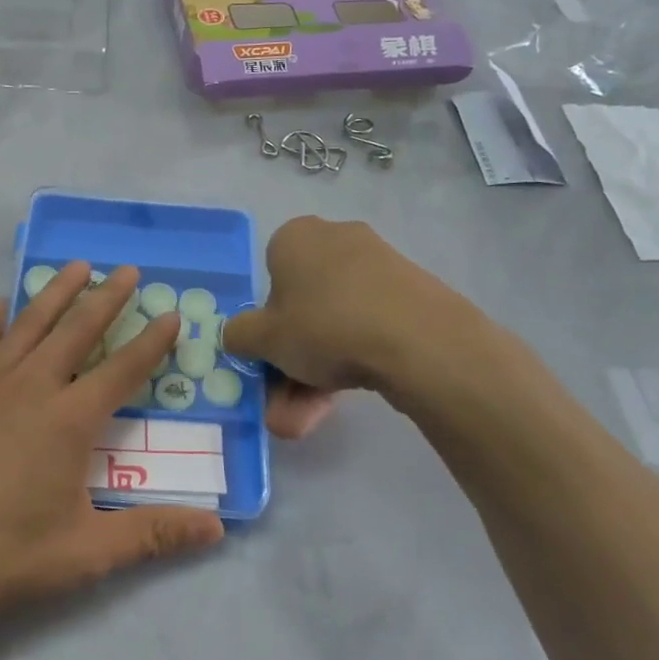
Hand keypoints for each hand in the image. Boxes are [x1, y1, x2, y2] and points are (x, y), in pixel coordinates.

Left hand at [0, 263, 225, 627]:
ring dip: (56, 292)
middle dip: (106, 297)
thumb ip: (153, 534)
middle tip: (127, 269)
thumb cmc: (5, 553)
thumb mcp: (86, 551)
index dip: (151, 342)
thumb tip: (218, 530)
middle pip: (77, 330)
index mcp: (69, 421)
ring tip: (76, 266)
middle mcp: (33, 388)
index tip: (170, 313)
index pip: (123, 370)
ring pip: (30, 323)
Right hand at [223, 217, 491, 431]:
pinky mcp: (409, 295)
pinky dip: (350, 363)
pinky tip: (340, 403)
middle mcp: (336, 241)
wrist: (419, 340)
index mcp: (295, 237)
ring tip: (307, 421)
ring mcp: (378, 267)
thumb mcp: (263, 338)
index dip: (266, 320)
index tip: (269, 354)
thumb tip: (239, 336)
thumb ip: (239, 336)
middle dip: (290, 364)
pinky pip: (366, 328)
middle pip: (303, 309)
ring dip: (314, 376)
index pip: (269, 276)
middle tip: (283, 406)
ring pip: (333, 326)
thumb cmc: (324, 325)